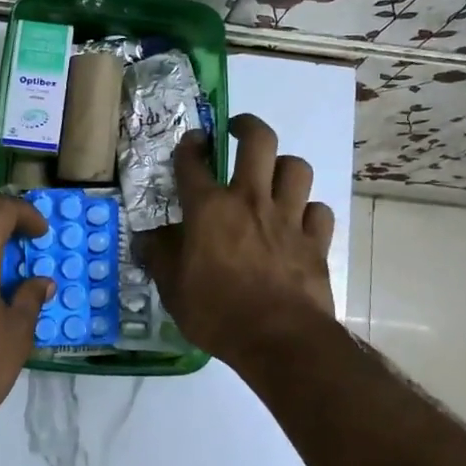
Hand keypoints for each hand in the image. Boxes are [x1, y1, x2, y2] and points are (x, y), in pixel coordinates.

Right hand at [140, 114, 336, 365]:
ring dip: (283, 166)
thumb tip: (147, 237)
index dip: (190, 145)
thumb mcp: (173, 289)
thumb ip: (159, 257)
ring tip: (273, 176)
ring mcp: (288, 217)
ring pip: (296, 168)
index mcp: (209, 209)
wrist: (279, 339)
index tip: (192, 142)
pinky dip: (309, 211)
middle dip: (247, 127)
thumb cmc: (217, 313)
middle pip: (258, 141)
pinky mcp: (316, 240)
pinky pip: (318, 210)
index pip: (193, 162)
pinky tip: (300, 221)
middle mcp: (250, 200)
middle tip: (237, 132)